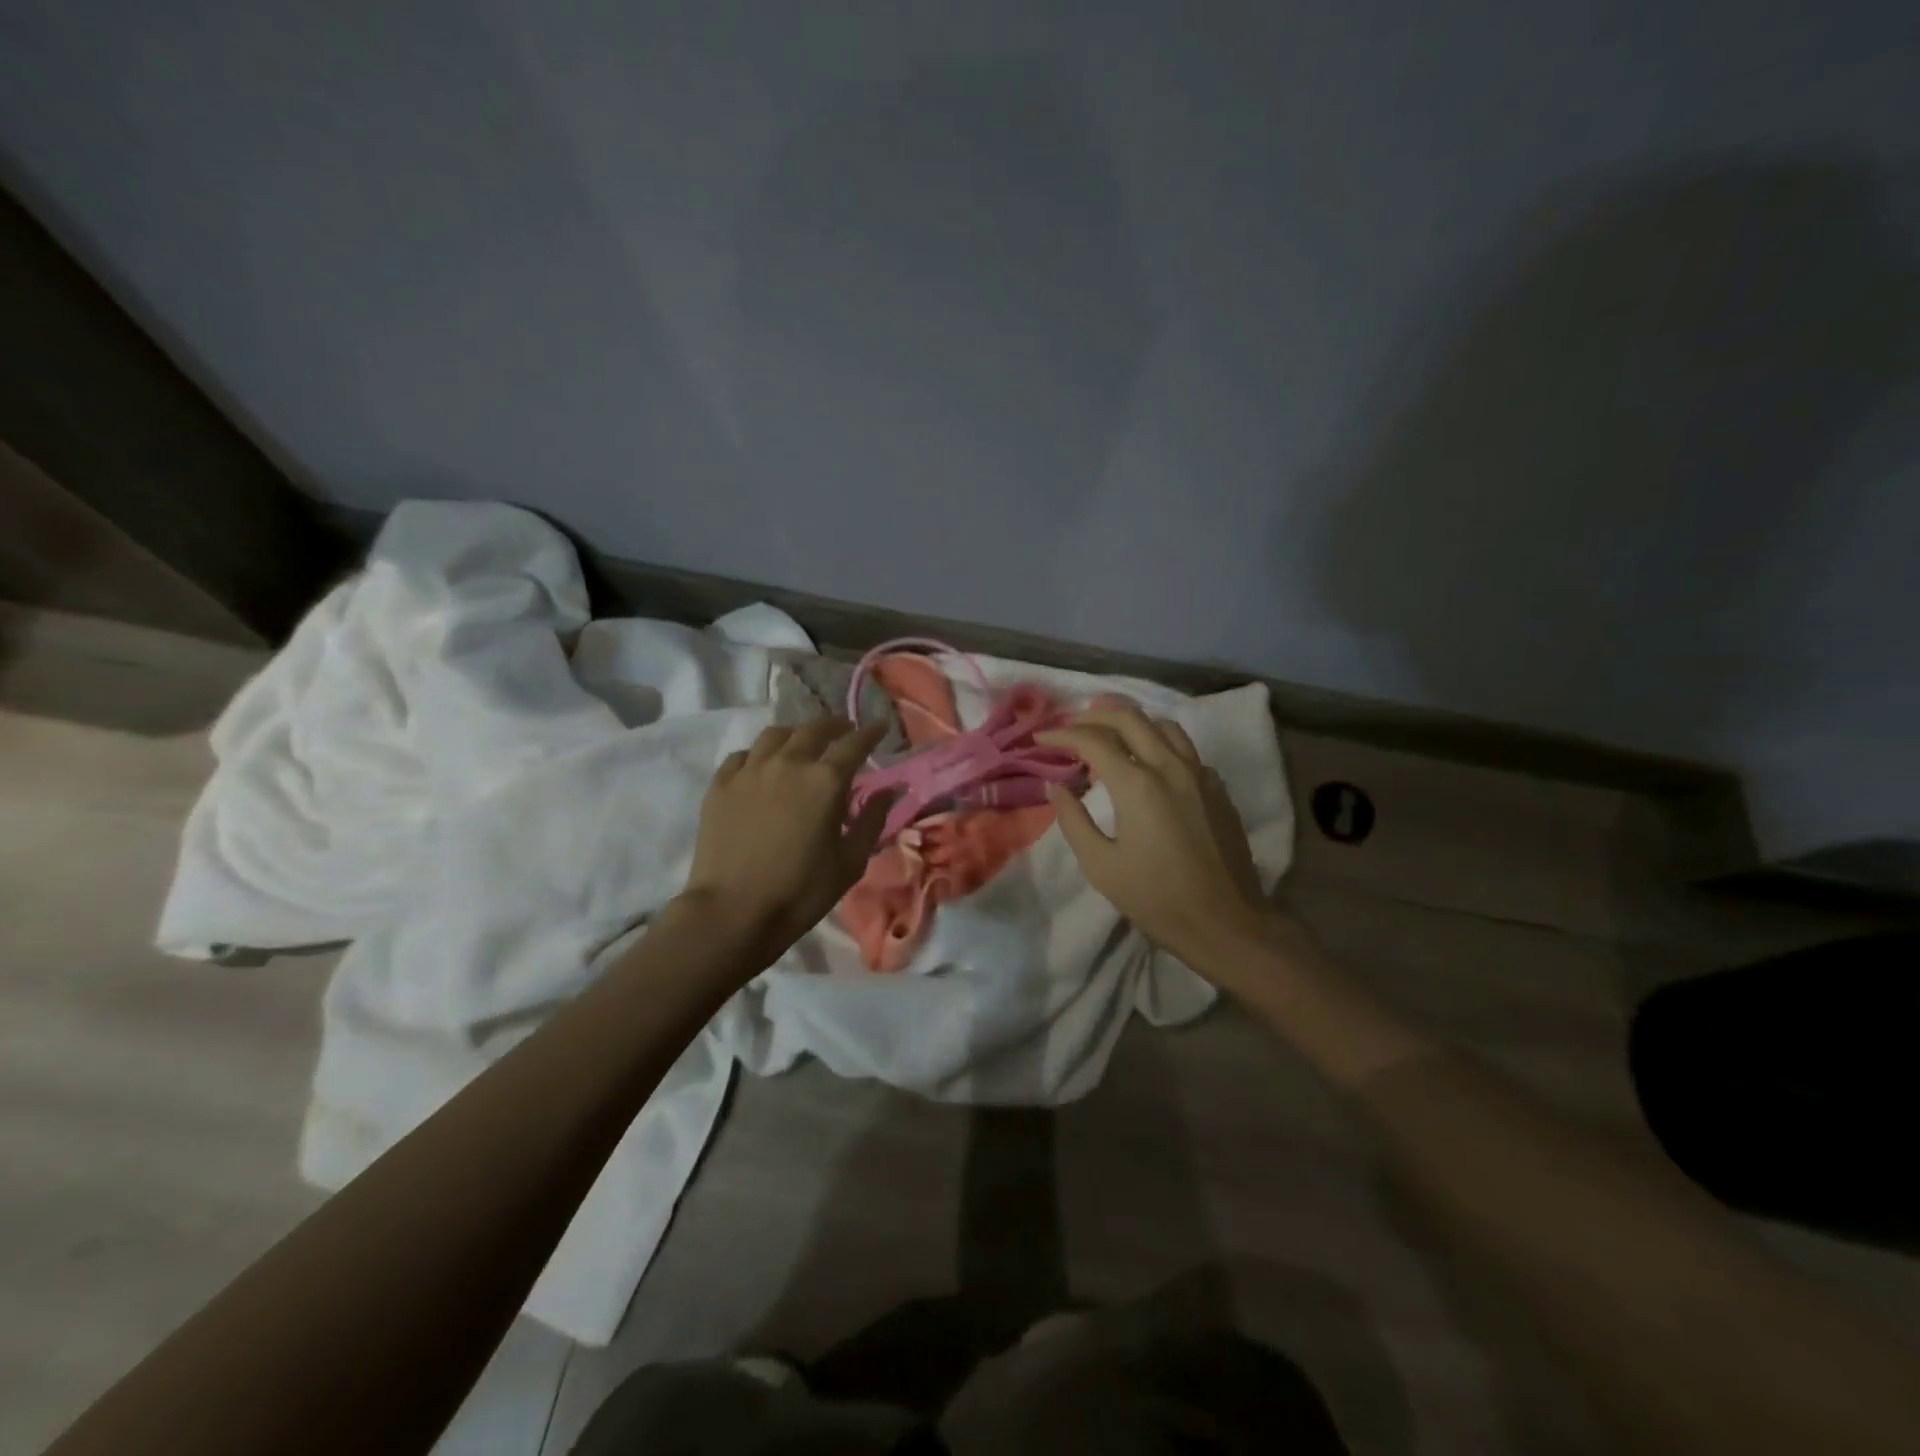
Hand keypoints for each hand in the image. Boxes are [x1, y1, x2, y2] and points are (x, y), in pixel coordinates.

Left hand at [678, 719, 891, 965]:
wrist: (733, 911)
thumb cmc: (801, 891)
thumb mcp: (850, 862)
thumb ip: (872, 820)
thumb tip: (889, 790)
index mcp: (826, 781)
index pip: (854, 743)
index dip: (870, 731)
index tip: (880, 725)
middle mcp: (788, 763)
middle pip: (814, 729)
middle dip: (834, 726)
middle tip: (844, 731)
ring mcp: (750, 771)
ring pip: (775, 735)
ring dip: (796, 734)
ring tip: (802, 743)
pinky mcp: (721, 785)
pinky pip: (743, 755)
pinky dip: (759, 754)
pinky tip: (762, 766)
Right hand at [1039, 707, 1281, 975]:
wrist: (1226, 923)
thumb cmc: (1157, 899)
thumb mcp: (1101, 866)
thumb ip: (1074, 821)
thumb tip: (1057, 788)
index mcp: (1137, 784)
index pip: (1093, 740)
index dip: (1063, 733)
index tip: (1041, 737)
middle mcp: (1170, 767)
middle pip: (1130, 718)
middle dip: (1095, 715)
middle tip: (1071, 724)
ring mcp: (1200, 774)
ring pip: (1164, 726)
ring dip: (1132, 721)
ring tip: (1109, 731)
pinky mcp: (1217, 788)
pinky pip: (1185, 749)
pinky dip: (1160, 743)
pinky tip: (1150, 763)